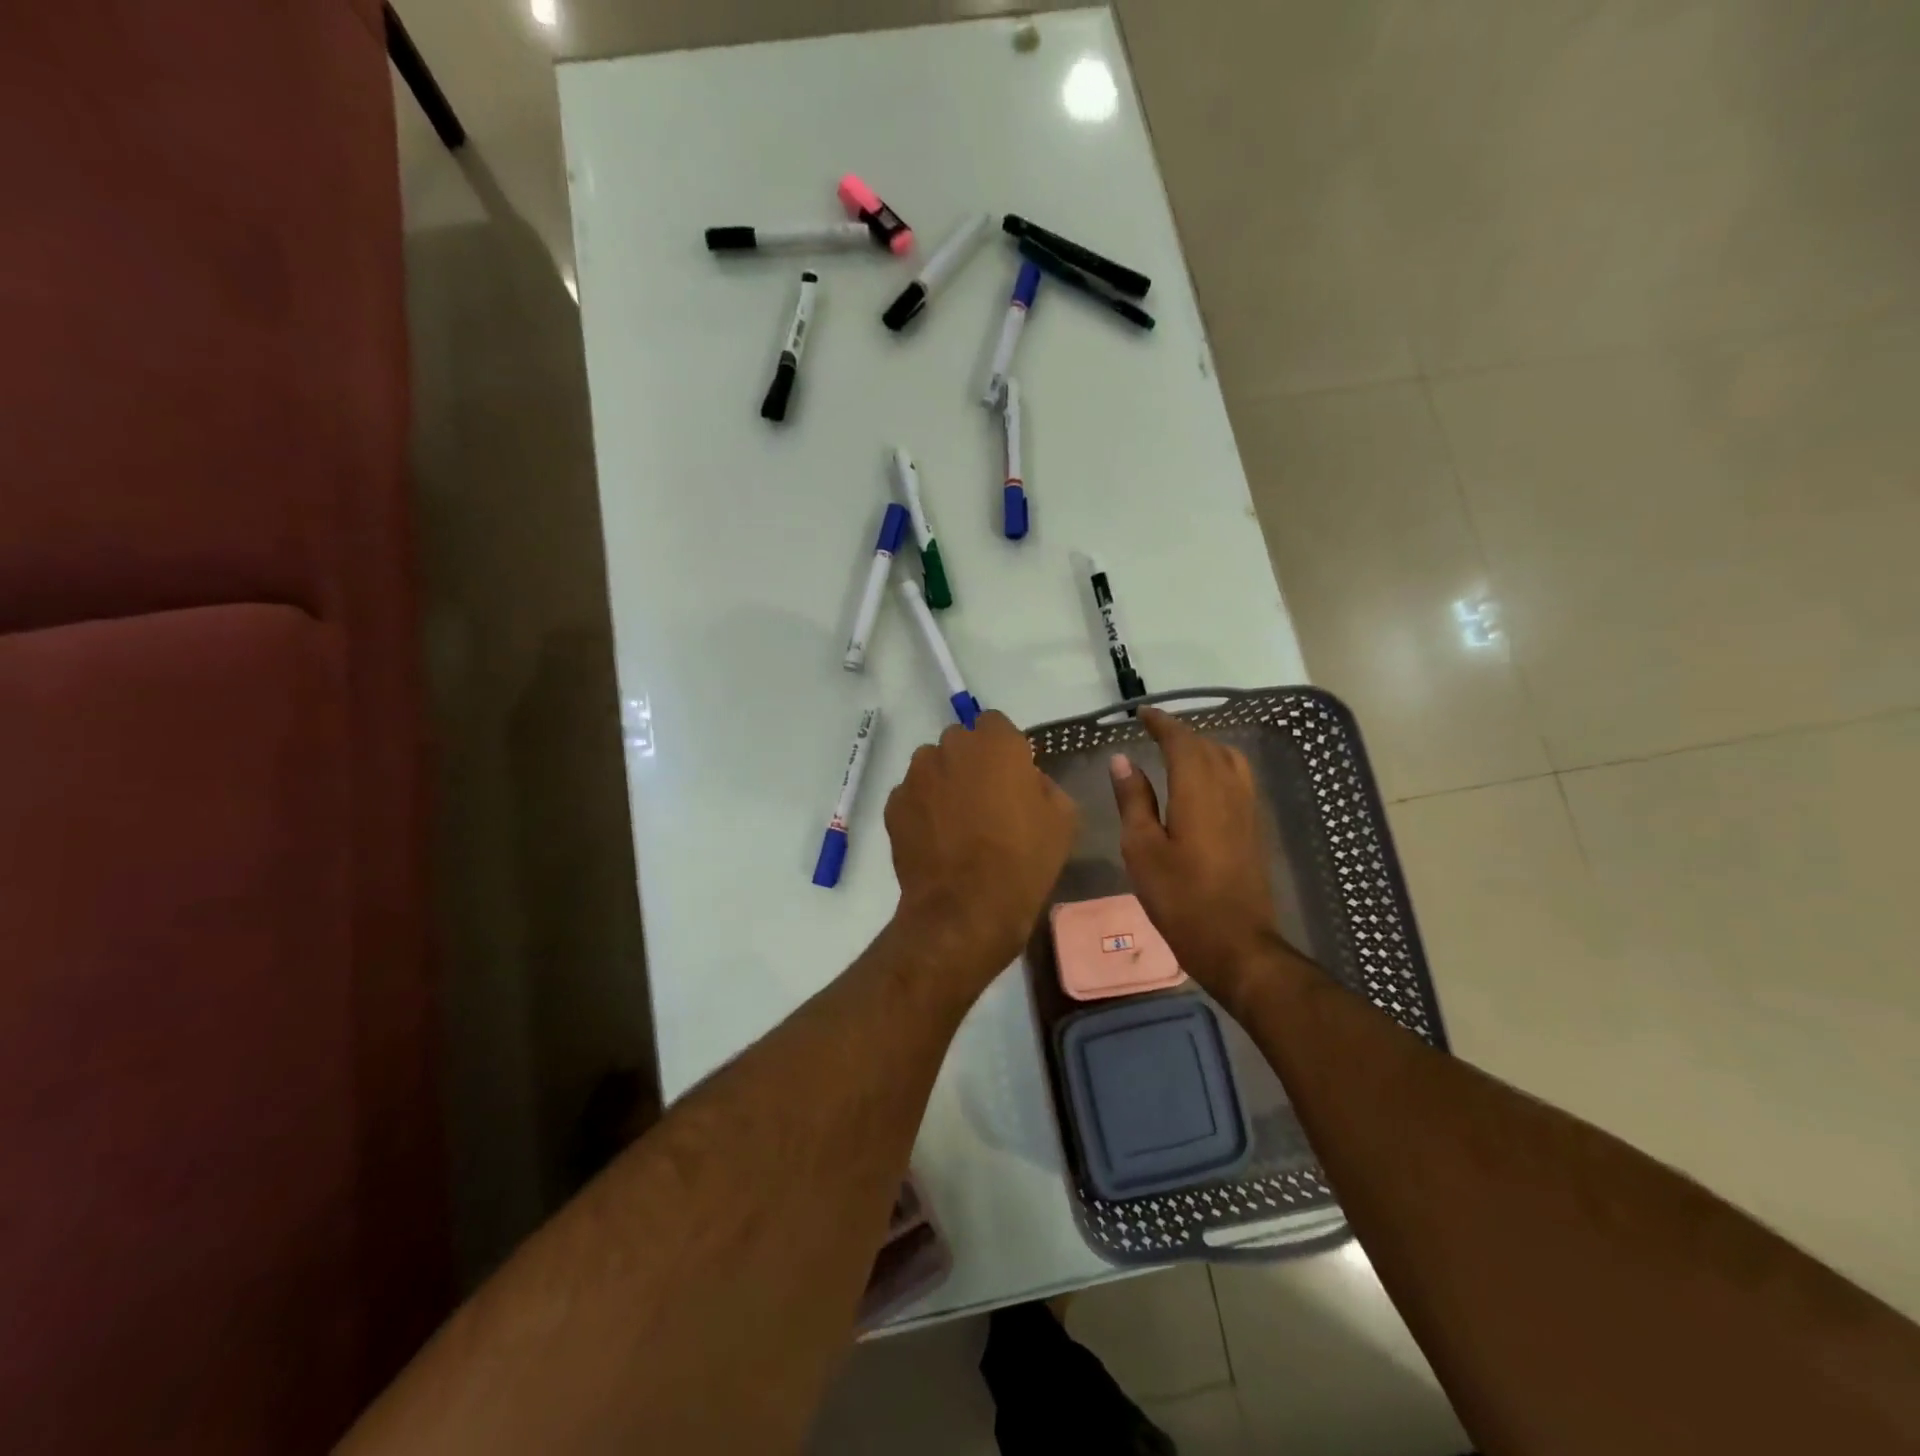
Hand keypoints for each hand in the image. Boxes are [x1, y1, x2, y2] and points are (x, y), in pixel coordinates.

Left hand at [886, 711, 1078, 975]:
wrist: (966, 909)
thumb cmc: (1023, 861)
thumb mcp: (1063, 820)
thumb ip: (1044, 785)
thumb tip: (1026, 781)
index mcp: (995, 744)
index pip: (995, 724)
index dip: (1004, 749)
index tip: (1011, 776)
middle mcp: (950, 748)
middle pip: (960, 742)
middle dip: (970, 762)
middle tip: (984, 799)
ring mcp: (916, 776)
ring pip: (931, 766)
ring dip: (943, 782)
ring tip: (955, 822)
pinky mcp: (893, 805)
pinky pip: (911, 796)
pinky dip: (921, 809)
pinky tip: (935, 840)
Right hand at [1109, 707, 1281, 1004]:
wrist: (1236, 943)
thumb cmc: (1180, 898)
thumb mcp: (1142, 849)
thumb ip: (1133, 800)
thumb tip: (1123, 760)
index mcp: (1198, 790)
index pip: (1181, 741)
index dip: (1162, 723)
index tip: (1142, 714)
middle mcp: (1228, 790)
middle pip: (1207, 746)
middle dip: (1180, 733)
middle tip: (1153, 732)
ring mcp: (1247, 808)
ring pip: (1228, 759)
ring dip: (1202, 747)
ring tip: (1177, 753)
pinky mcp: (1253, 827)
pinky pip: (1237, 778)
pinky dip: (1217, 766)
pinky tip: (1201, 783)